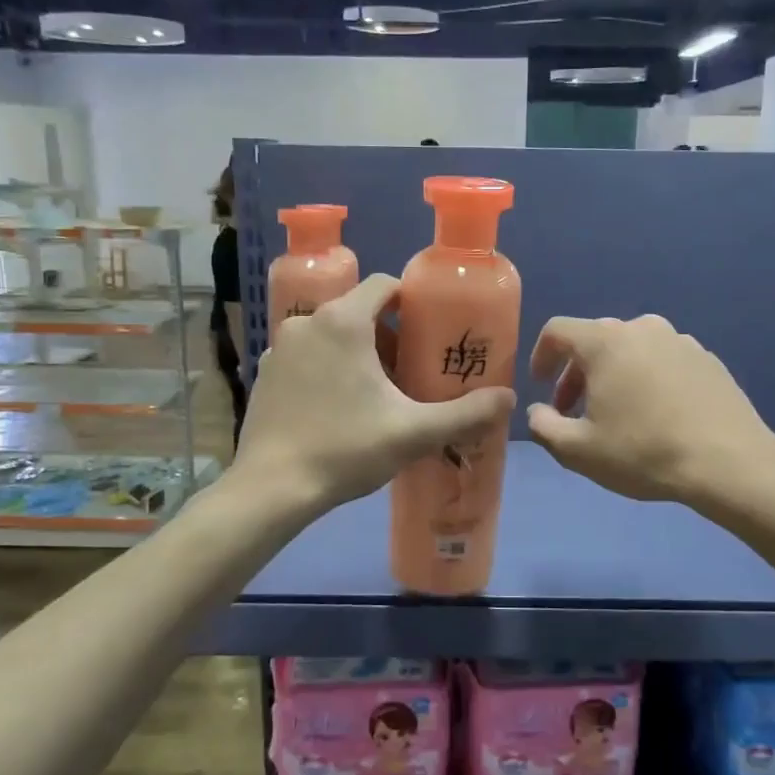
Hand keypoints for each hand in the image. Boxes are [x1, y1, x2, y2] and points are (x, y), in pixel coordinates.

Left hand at [237, 274, 515, 511]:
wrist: (271, 488)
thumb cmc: (345, 449)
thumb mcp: (413, 433)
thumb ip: (466, 414)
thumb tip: (509, 399)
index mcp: (343, 321)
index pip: (384, 285)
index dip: (413, 302)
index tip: (431, 331)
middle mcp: (307, 322)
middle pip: (359, 311)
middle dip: (389, 336)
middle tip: (412, 372)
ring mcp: (280, 347)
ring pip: (332, 334)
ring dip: (359, 353)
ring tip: (379, 393)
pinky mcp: (264, 373)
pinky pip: (308, 356)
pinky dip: (328, 368)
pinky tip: (339, 407)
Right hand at [526, 314, 774, 503]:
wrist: (729, 462)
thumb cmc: (643, 452)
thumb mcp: (578, 451)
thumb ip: (544, 427)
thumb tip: (537, 412)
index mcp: (605, 341)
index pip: (558, 330)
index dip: (541, 355)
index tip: (540, 385)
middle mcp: (642, 328)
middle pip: (595, 340)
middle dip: (576, 372)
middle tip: (574, 410)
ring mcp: (679, 340)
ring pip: (631, 349)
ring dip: (613, 375)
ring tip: (617, 413)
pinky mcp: (707, 358)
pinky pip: (662, 360)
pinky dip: (647, 378)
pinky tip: (656, 414)